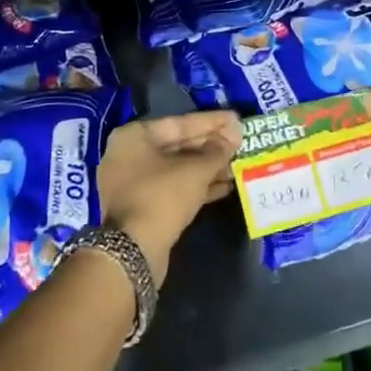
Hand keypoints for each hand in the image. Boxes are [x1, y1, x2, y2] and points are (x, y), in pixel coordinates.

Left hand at [97, 110, 242, 282]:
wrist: (133, 251)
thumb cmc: (162, 196)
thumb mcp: (195, 170)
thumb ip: (217, 150)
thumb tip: (234, 134)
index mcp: (134, 136)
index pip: (180, 123)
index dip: (212, 121)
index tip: (236, 119)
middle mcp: (129, 155)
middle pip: (178, 145)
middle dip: (211, 146)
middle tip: (240, 142)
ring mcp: (134, 183)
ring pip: (178, 169)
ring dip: (208, 168)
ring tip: (238, 164)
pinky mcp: (143, 207)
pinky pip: (174, 188)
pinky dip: (197, 186)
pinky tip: (225, 186)